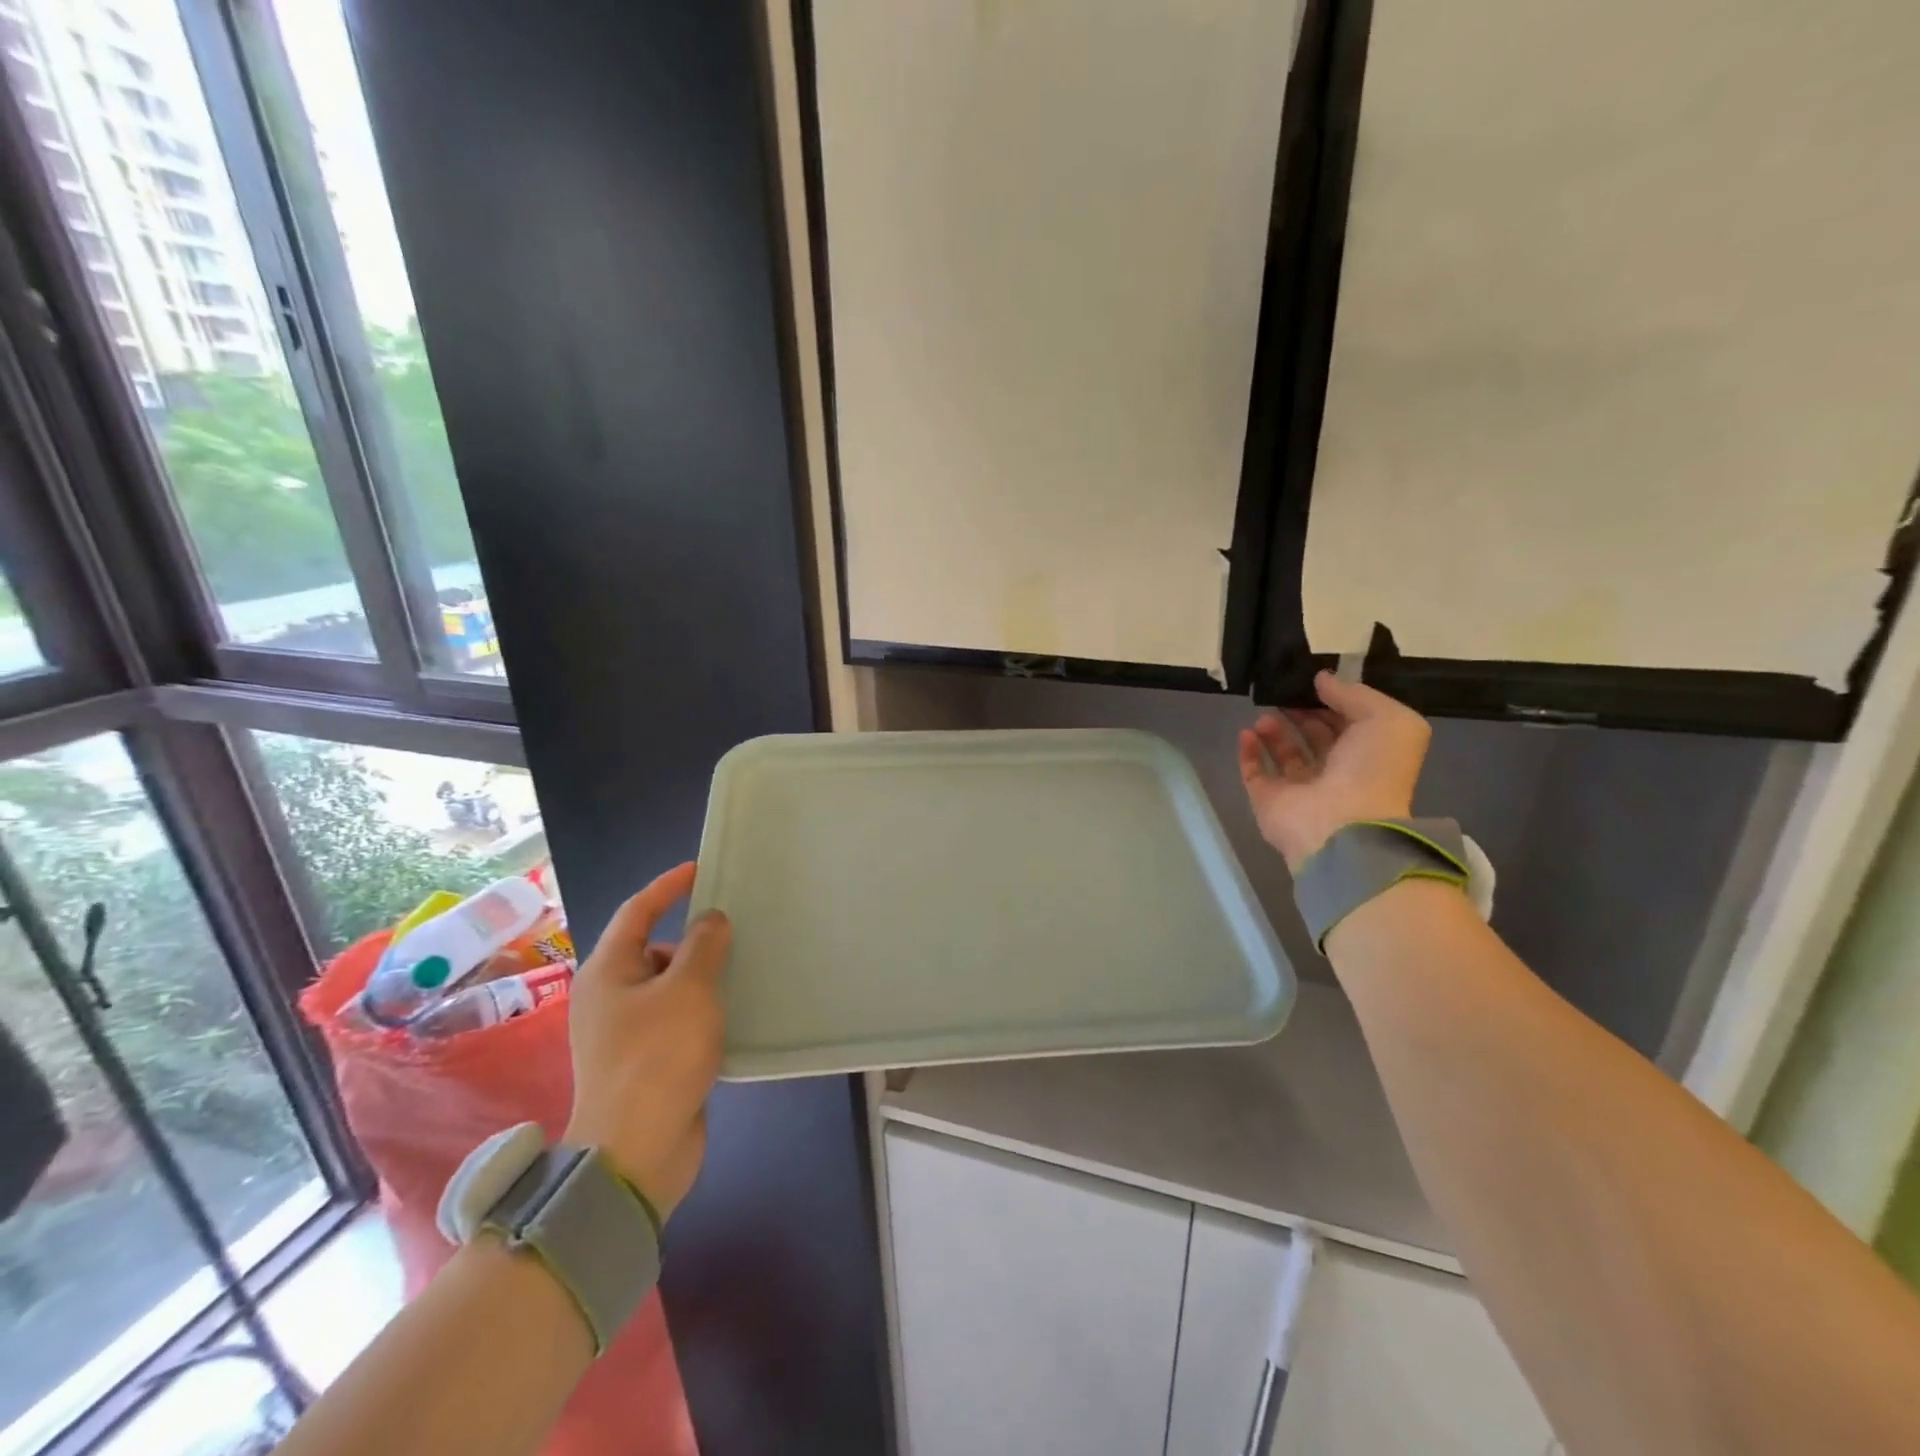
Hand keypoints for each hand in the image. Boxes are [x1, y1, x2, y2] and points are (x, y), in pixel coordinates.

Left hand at [563, 862, 729, 1219]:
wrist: (636, 1151)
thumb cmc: (657, 1056)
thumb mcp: (688, 989)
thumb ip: (703, 945)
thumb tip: (710, 920)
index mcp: (607, 972)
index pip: (637, 911)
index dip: (668, 886)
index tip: (701, 869)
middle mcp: (610, 997)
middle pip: (653, 950)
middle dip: (693, 938)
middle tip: (737, 931)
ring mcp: (626, 1033)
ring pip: (669, 987)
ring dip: (702, 977)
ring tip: (744, 970)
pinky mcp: (647, 1062)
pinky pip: (678, 1019)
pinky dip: (703, 1010)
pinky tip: (735, 1013)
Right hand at [1238, 672, 1431, 871]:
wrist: (1341, 823)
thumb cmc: (1371, 770)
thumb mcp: (1387, 719)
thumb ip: (1355, 694)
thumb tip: (1321, 679)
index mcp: (1368, 754)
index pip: (1348, 722)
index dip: (1333, 701)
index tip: (1311, 681)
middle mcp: (1336, 772)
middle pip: (1315, 736)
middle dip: (1300, 712)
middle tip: (1283, 693)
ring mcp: (1300, 788)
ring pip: (1285, 753)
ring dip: (1274, 730)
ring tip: (1266, 714)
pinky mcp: (1269, 799)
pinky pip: (1255, 771)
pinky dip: (1248, 751)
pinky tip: (1247, 732)